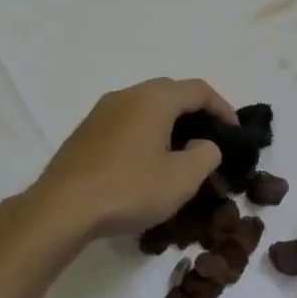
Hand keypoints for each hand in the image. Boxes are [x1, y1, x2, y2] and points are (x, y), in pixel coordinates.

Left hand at [19, 79, 235, 246]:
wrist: (61, 209)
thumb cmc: (128, 189)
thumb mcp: (181, 178)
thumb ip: (206, 155)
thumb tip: (205, 144)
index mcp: (154, 99)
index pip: (199, 89)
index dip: (223, 108)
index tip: (235, 134)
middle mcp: (128, 95)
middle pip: (171, 92)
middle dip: (196, 113)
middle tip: (211, 141)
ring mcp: (102, 111)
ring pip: (146, 107)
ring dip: (169, 124)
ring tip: (181, 154)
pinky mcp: (86, 132)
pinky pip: (126, 122)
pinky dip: (146, 133)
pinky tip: (147, 163)